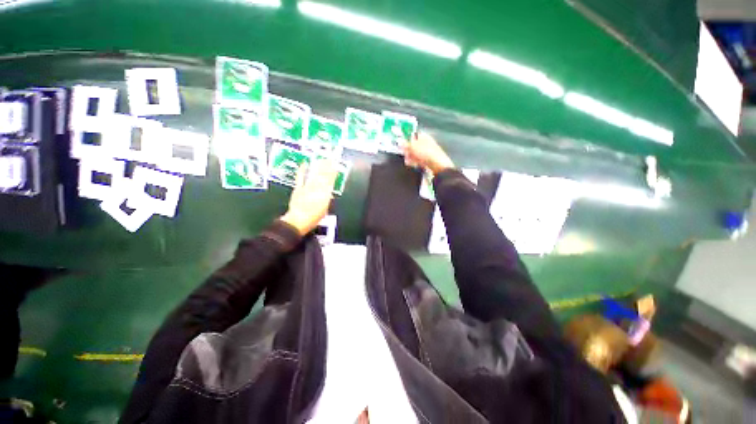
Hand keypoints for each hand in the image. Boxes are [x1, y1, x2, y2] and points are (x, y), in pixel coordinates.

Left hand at [281, 159, 337, 235]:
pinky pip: (300, 177)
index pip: (331, 180)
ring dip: (318, 166)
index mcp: (325, 194)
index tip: (336, 165)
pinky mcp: (298, 188)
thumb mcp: (325, 209)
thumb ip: (327, 199)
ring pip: (314, 174)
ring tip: (322, 159)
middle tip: (330, 158)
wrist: (298, 220)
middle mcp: (317, 188)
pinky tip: (304, 163)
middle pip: (323, 175)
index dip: (333, 172)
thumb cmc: (314, 218)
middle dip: (327, 166)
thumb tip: (328, 192)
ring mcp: (307, 187)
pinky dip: (302, 170)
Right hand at [403, 132, 453, 174]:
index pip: (413, 135)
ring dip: (411, 157)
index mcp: (424, 136)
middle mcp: (426, 143)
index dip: (407, 139)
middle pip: (413, 146)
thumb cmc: (426, 153)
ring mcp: (427, 153)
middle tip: (405, 154)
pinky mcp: (428, 161)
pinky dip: (415, 162)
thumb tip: (400, 141)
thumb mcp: (414, 147)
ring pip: (415, 154)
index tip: (401, 144)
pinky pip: (419, 160)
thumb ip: (406, 144)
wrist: (439, 166)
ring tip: (409, 161)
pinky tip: (414, 165)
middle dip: (408, 150)